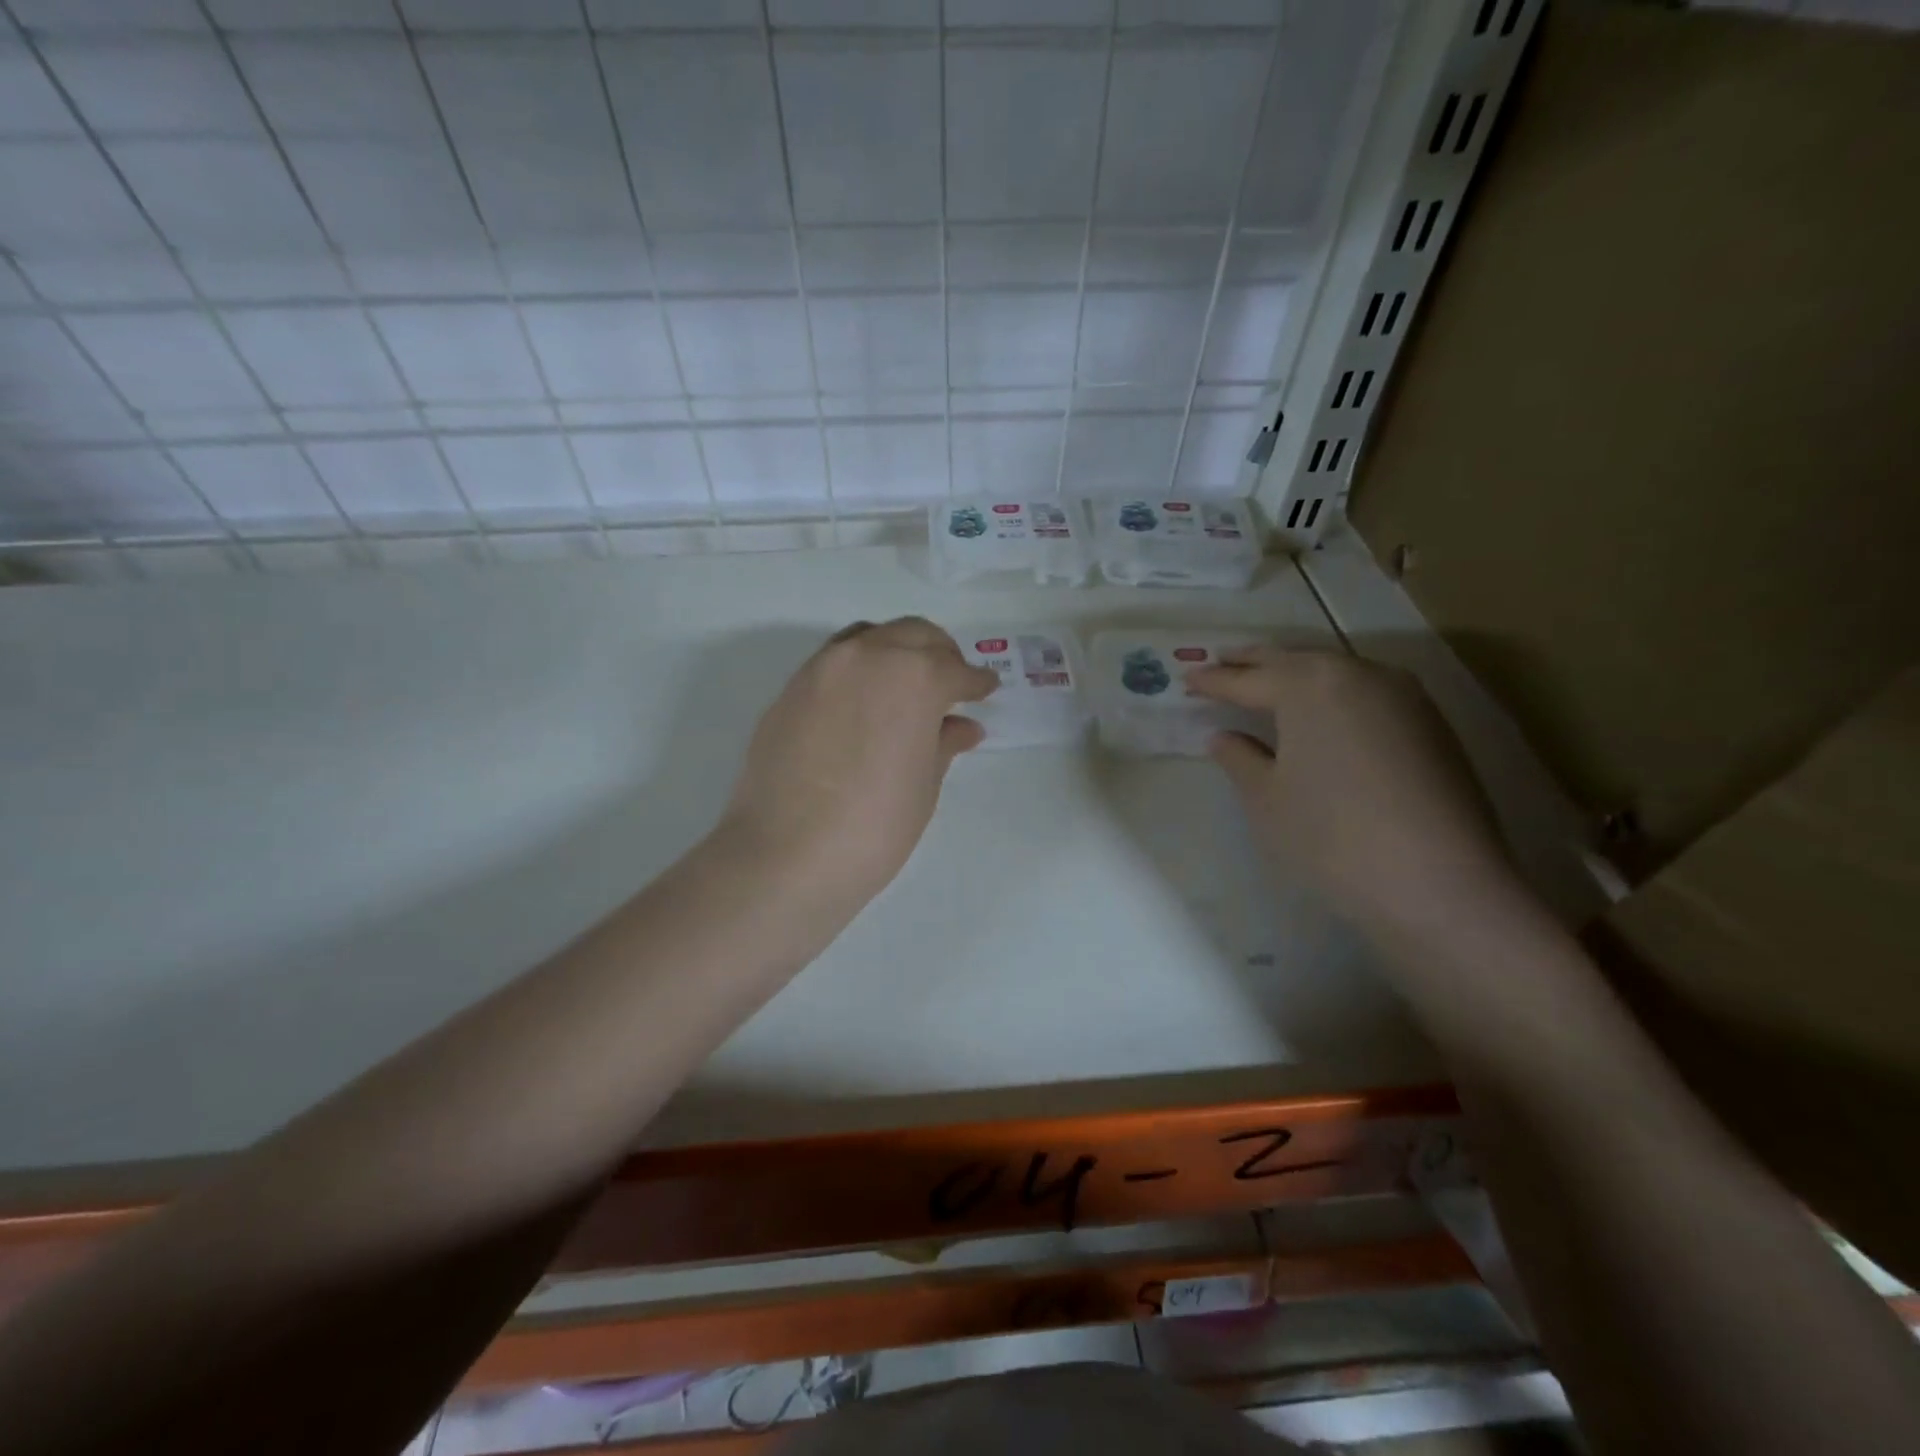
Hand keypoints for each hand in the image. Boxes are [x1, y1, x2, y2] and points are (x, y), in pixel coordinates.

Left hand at [717, 617, 998, 910]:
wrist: (787, 854)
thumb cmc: (875, 826)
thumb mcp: (923, 785)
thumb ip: (943, 743)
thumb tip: (962, 726)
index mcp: (913, 677)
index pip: (954, 669)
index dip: (976, 681)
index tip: (986, 689)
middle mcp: (868, 656)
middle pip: (913, 635)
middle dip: (939, 653)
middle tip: (951, 683)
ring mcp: (822, 668)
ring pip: (870, 637)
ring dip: (896, 650)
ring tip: (907, 685)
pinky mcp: (790, 689)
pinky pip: (835, 661)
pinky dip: (859, 668)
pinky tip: (864, 702)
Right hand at [1186, 647, 1513, 935]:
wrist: (1439, 883)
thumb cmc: (1331, 836)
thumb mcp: (1267, 798)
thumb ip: (1239, 758)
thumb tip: (1224, 737)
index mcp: (1309, 685)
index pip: (1247, 678)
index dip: (1213, 680)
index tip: (1187, 678)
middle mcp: (1358, 674)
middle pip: (1294, 660)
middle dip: (1253, 662)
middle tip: (1221, 662)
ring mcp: (1402, 696)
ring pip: (1334, 671)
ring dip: (1296, 672)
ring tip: (1267, 681)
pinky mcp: (1430, 723)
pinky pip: (1365, 691)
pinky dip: (1332, 693)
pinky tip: (1321, 712)